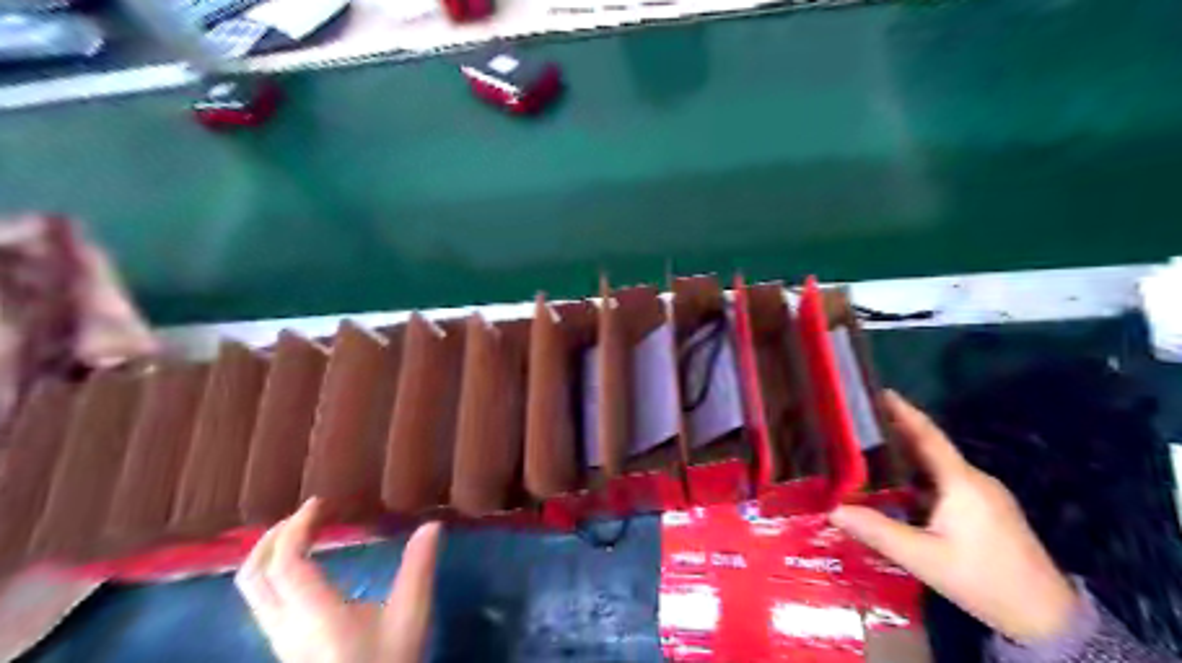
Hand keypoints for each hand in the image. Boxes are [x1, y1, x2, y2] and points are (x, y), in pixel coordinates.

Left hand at [236, 497, 442, 662]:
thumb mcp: (410, 615)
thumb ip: (419, 568)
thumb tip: (432, 524)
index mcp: (314, 615)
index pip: (284, 563)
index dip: (296, 526)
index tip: (320, 502)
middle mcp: (285, 626)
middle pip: (252, 575)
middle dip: (273, 536)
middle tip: (306, 514)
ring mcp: (279, 639)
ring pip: (251, 590)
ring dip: (270, 553)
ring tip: (303, 533)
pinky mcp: (284, 646)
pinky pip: (263, 600)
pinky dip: (274, 571)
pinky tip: (304, 567)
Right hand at [830, 390, 1078, 644]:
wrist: (1046, 617)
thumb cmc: (983, 580)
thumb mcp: (924, 558)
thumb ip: (877, 531)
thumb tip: (831, 509)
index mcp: (961, 482)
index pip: (928, 436)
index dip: (903, 411)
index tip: (879, 391)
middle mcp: (974, 480)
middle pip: (931, 447)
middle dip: (897, 431)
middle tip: (861, 423)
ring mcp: (984, 495)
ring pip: (938, 466)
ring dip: (907, 455)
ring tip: (871, 451)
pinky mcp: (987, 511)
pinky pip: (946, 482)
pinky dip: (919, 475)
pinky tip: (899, 487)